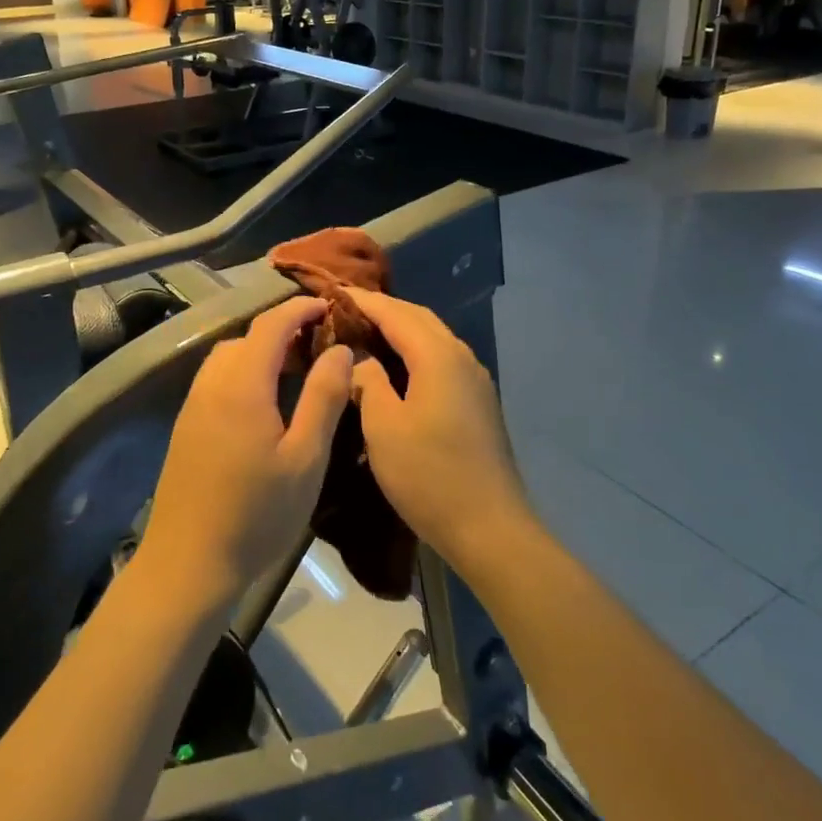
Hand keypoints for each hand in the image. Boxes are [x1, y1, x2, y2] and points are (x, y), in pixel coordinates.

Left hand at [140, 297, 353, 610]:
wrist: (187, 564)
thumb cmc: (256, 514)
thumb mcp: (305, 458)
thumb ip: (324, 397)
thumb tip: (340, 350)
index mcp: (242, 384)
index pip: (271, 324)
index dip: (300, 308)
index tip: (329, 305)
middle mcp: (211, 384)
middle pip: (247, 337)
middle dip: (283, 330)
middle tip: (320, 345)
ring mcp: (193, 406)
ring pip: (228, 358)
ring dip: (260, 352)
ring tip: (295, 372)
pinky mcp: (186, 427)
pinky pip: (217, 380)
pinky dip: (244, 372)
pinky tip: (265, 403)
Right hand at [346, 289, 534, 577]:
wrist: (490, 527)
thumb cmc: (429, 474)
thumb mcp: (383, 426)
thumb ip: (368, 381)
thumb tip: (359, 358)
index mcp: (438, 356)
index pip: (394, 312)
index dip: (362, 301)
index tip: (331, 292)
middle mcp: (461, 357)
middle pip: (418, 318)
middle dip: (382, 309)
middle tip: (344, 310)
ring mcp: (474, 380)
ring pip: (433, 338)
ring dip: (400, 329)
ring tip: (365, 333)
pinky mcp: (477, 402)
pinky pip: (441, 359)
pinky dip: (415, 351)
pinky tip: (395, 368)